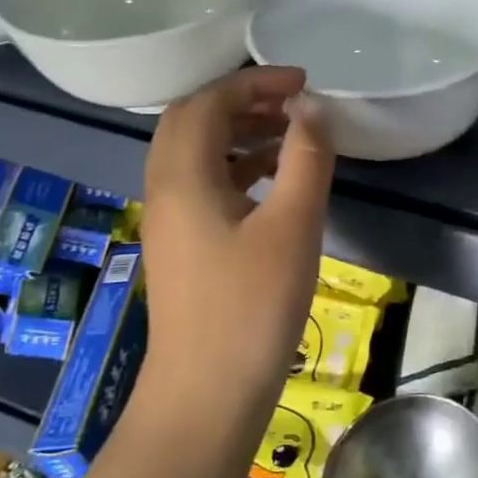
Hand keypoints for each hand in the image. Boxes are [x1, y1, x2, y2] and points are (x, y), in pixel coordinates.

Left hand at [139, 66, 334, 400]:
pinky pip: (203, 184)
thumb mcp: (292, 226)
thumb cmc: (252, 307)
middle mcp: (165, 189)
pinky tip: (273, 179)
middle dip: (242, 101)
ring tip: (290, 133)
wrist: (206, 396)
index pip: (207, 103)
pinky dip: (236, 166)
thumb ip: (305, 157)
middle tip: (292, 103)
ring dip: (238, 132)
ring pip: (196, 153)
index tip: (303, 81)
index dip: (254, 82)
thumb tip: (312, 106)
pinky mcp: (182, 246)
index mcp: (183, 177)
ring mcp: (170, 221)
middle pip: (192, 121)